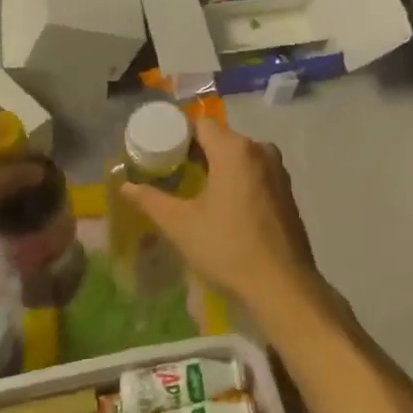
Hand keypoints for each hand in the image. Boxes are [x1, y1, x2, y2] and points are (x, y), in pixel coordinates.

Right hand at [117, 118, 318, 313]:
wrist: (282, 286)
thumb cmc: (228, 248)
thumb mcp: (181, 225)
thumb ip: (151, 200)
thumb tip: (125, 185)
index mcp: (235, 150)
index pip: (201, 125)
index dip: (178, 136)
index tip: (161, 155)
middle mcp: (261, 150)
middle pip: (221, 139)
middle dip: (196, 153)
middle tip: (171, 175)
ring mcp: (278, 171)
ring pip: (239, 157)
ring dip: (217, 167)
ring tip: (194, 192)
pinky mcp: (287, 191)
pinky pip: (255, 173)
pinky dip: (236, 180)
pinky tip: (224, 207)